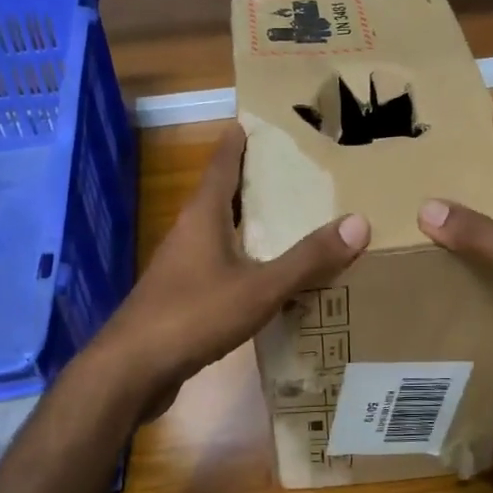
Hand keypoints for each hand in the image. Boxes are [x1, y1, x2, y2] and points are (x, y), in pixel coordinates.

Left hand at [93, 124, 369, 414]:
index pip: (221, 166)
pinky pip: (217, 268)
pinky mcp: (180, 299)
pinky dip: (242, 262)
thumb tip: (359, 222)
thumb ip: (308, 259)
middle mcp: (188, 234)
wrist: (133, 370)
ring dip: (247, 225)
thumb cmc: (194, 315)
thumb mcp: (260, 287)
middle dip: (250, 183)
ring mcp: (180, 269)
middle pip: (220, 198)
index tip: (253, 122)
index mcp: (202, 218)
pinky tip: (264, 279)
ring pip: (218, 234)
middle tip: (289, 172)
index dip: (237, 143)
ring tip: (286, 221)